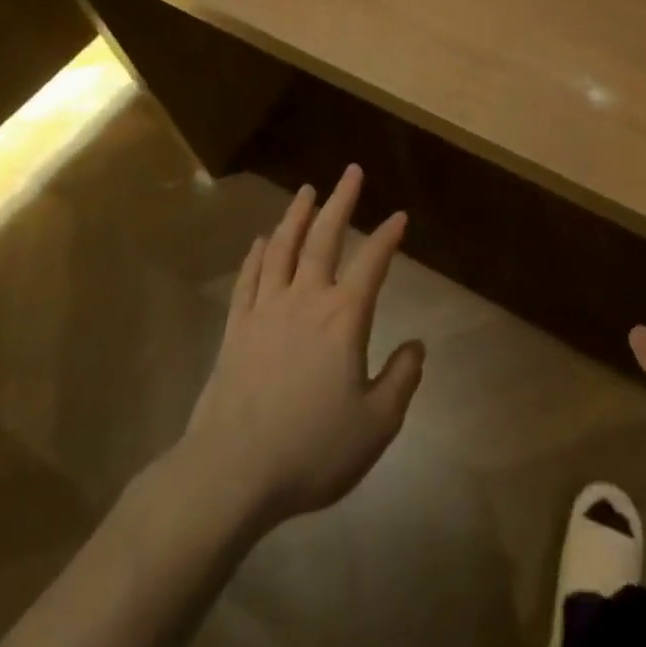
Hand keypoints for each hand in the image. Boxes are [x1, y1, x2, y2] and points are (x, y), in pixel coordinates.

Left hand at [170, 165, 423, 530]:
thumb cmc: (310, 449)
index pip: (372, 263)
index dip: (388, 236)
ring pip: (282, 249)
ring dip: (296, 216)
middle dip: (341, 201)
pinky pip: (248, 281)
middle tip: (350, 171)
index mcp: (343, 317)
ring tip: (307, 191)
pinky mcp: (235, 331)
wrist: (229, 475)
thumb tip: (416, 346)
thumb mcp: (376, 425)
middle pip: (324, 238)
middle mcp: (305, 300)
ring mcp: (265, 312)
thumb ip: (401, 380)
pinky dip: (256, 256)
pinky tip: (261, 242)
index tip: (399, 216)